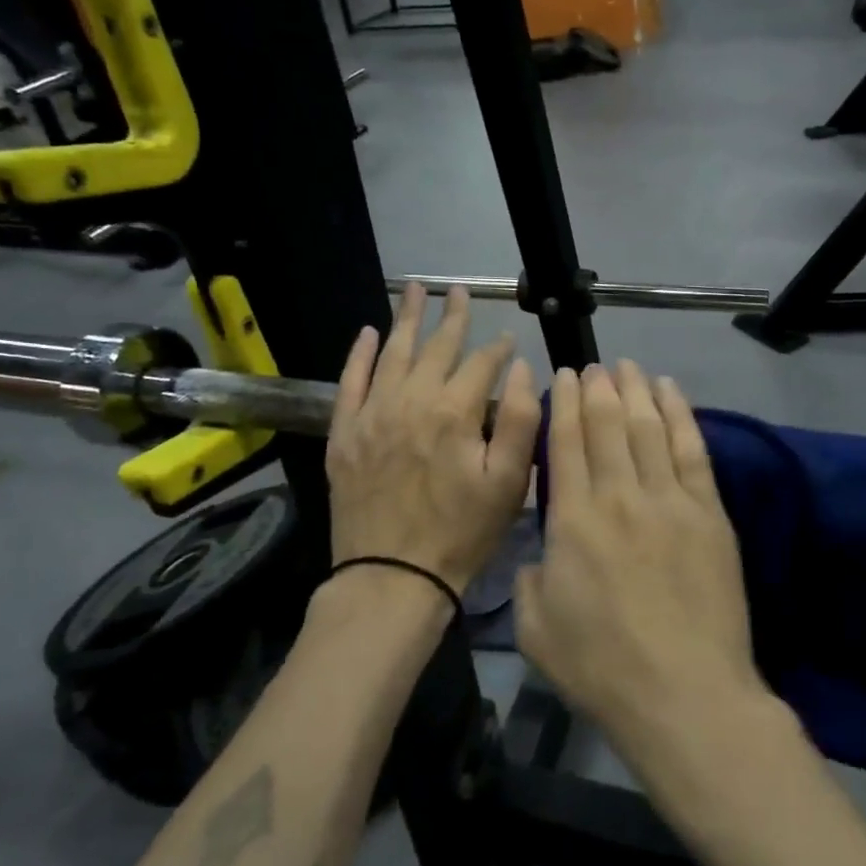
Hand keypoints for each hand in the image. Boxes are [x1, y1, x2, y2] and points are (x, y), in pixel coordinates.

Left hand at [325, 283, 539, 593]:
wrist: (392, 576)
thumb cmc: (460, 533)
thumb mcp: (508, 484)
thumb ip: (519, 420)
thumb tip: (521, 369)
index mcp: (454, 412)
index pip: (482, 364)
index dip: (499, 348)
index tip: (508, 339)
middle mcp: (411, 400)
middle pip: (435, 347)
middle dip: (452, 316)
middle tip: (457, 289)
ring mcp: (372, 414)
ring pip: (393, 353)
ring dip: (406, 318)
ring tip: (413, 288)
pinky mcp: (344, 433)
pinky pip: (351, 381)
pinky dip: (361, 354)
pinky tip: (369, 332)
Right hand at [516, 361, 765, 753]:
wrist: (684, 696)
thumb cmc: (601, 668)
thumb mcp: (536, 629)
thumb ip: (530, 578)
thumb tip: (541, 549)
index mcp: (573, 520)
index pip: (566, 442)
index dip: (564, 403)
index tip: (563, 376)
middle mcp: (620, 496)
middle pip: (607, 424)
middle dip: (598, 388)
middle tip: (593, 365)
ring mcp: (670, 500)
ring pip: (649, 427)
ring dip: (636, 391)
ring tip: (629, 366)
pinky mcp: (709, 513)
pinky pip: (692, 449)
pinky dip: (680, 414)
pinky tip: (672, 392)